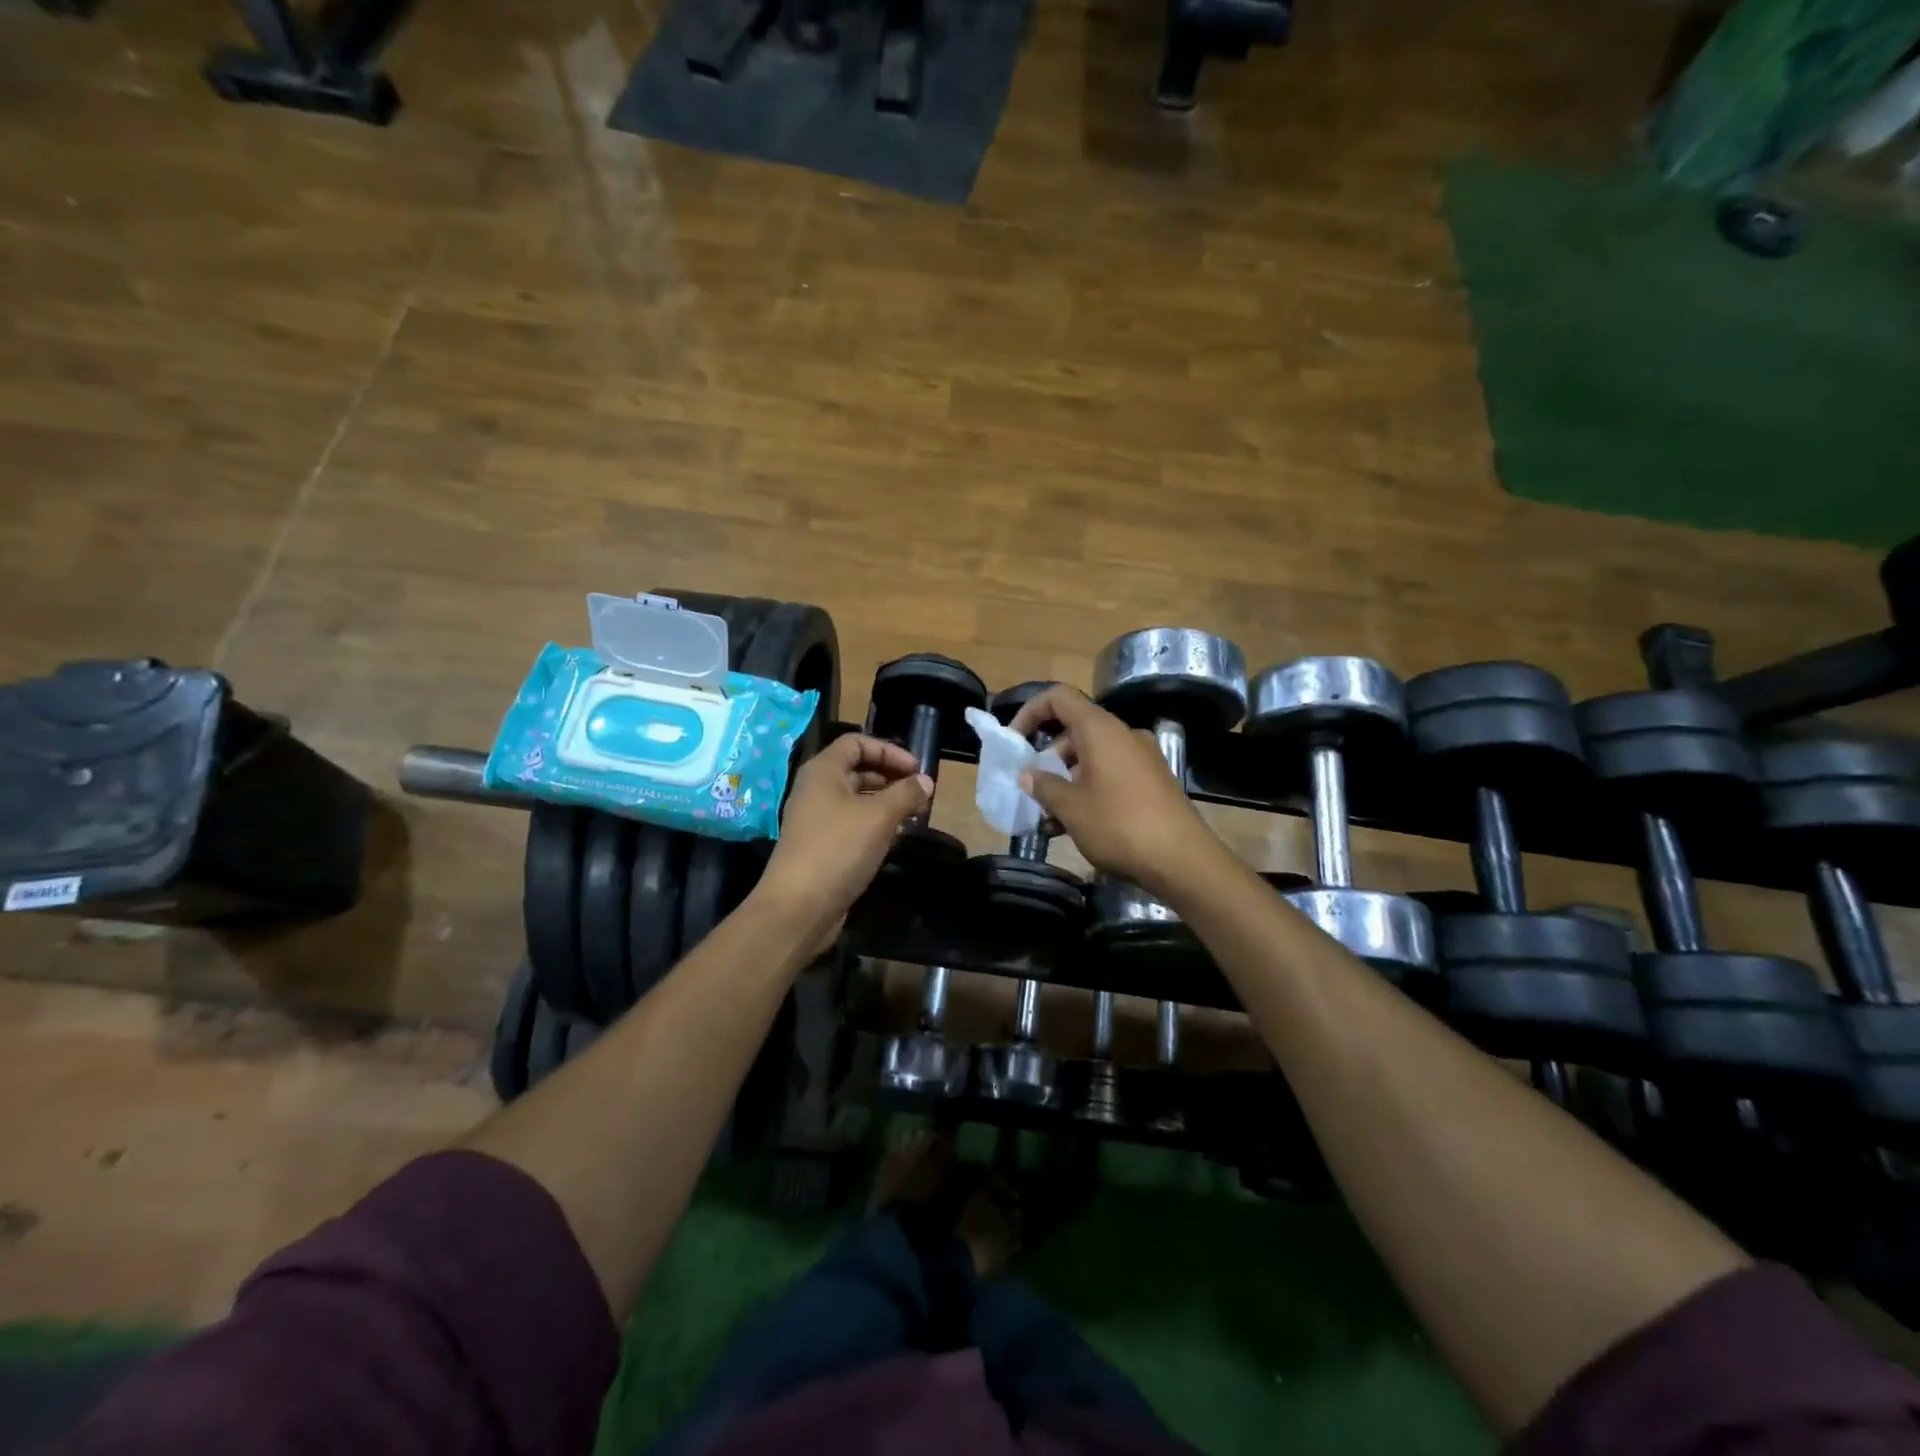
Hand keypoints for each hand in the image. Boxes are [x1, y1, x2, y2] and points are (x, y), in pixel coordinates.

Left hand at [755, 734, 932, 953]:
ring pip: (855, 799)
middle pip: (856, 769)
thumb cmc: (839, 848)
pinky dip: (874, 824)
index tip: (916, 769)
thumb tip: (926, 781)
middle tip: (919, 792)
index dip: (888, 750)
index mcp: (823, 771)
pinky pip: (851, 823)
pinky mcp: (820, 846)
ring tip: (913, 815)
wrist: (799, 906)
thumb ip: (905, 794)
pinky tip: (894, 838)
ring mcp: (816, 819)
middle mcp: (815, 789)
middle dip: (890, 776)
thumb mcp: (879, 817)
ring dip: (885, 802)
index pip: (856, 742)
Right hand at [1009, 684, 1220, 898]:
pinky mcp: (1153, 782)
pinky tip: (1074, 825)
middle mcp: (1123, 735)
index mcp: (1101, 730)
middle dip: (1046, 757)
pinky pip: (1111, 774)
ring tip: (1048, 817)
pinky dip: (1088, 790)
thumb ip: (1043, 786)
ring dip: (1065, 780)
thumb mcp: (1070, 807)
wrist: (1183, 861)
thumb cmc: (1119, 825)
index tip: (1014, 741)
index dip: (1030, 712)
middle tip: (1030, 788)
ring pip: (1092, 757)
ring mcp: (1142, 758)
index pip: (1059, 698)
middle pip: (1074, 730)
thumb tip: (1028, 774)